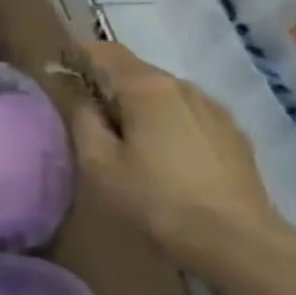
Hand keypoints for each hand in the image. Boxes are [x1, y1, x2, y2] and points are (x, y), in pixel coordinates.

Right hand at [69, 42, 292, 277]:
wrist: (237, 242)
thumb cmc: (155, 199)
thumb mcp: (98, 162)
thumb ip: (82, 119)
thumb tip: (78, 95)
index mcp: (148, 88)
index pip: (106, 52)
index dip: (78, 55)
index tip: (58, 70)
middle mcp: (184, 87)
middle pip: (137, 72)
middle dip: (108, 84)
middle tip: (86, 113)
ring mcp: (215, 111)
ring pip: (164, 95)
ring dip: (139, 105)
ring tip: (124, 138)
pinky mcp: (233, 136)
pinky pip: (187, 115)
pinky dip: (166, 123)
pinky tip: (161, 155)